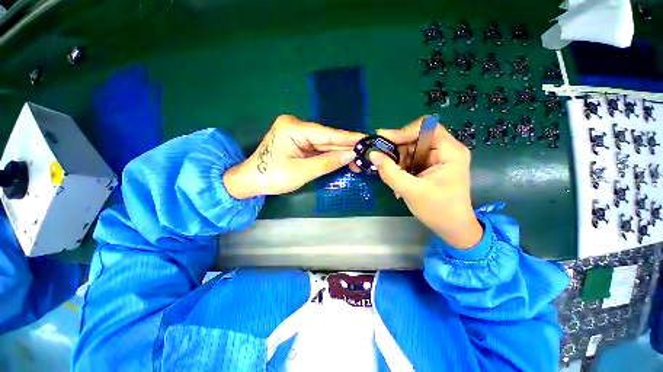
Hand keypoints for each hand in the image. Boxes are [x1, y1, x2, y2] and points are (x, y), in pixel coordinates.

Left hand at [224, 115, 363, 198]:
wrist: (251, 181)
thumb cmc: (272, 177)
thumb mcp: (302, 172)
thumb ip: (327, 162)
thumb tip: (351, 156)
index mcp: (293, 128)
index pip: (327, 134)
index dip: (348, 138)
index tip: (367, 138)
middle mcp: (296, 126)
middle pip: (327, 137)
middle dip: (346, 146)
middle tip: (366, 150)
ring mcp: (297, 133)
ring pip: (324, 143)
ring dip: (340, 151)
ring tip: (359, 156)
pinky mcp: (298, 142)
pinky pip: (318, 148)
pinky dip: (330, 154)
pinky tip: (344, 157)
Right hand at [366, 117, 482, 248]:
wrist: (452, 227)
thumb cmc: (437, 210)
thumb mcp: (411, 191)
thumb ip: (390, 172)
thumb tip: (372, 154)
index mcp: (450, 152)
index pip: (426, 128)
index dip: (404, 131)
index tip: (384, 141)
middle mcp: (445, 149)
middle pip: (416, 137)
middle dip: (397, 149)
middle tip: (381, 160)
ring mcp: (438, 157)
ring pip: (411, 148)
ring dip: (397, 160)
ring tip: (391, 175)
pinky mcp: (431, 165)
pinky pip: (411, 158)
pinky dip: (401, 166)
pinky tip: (397, 179)